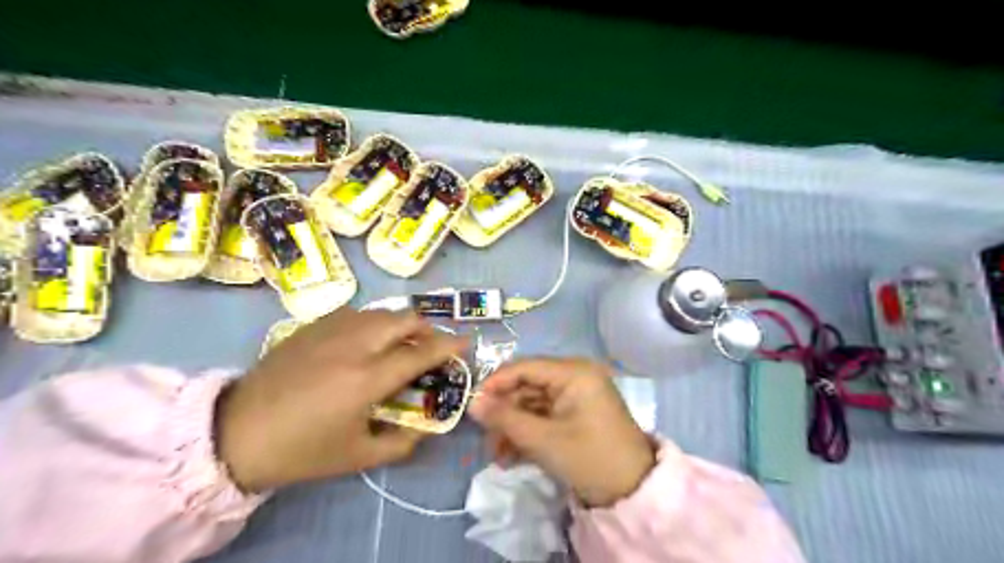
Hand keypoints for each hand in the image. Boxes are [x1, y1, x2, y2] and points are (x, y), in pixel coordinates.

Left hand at [216, 308, 467, 491]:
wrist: (236, 433)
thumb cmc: (302, 450)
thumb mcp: (358, 457)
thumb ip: (403, 442)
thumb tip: (428, 426)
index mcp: (367, 379)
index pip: (421, 352)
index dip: (449, 345)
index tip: (465, 343)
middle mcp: (354, 345)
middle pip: (404, 319)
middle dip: (427, 328)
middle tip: (430, 345)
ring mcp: (330, 331)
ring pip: (381, 312)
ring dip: (400, 324)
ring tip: (400, 343)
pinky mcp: (311, 327)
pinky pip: (355, 313)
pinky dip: (373, 322)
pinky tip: (364, 341)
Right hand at [470, 358, 659, 506]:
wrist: (633, 492)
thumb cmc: (590, 458)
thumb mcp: (543, 439)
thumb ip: (505, 418)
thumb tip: (472, 403)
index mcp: (573, 372)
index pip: (524, 367)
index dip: (495, 383)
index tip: (472, 404)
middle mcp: (574, 376)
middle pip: (526, 386)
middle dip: (504, 413)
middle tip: (484, 437)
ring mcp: (575, 396)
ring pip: (531, 404)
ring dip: (513, 427)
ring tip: (497, 456)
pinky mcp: (575, 414)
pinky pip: (543, 416)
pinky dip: (527, 433)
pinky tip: (511, 457)